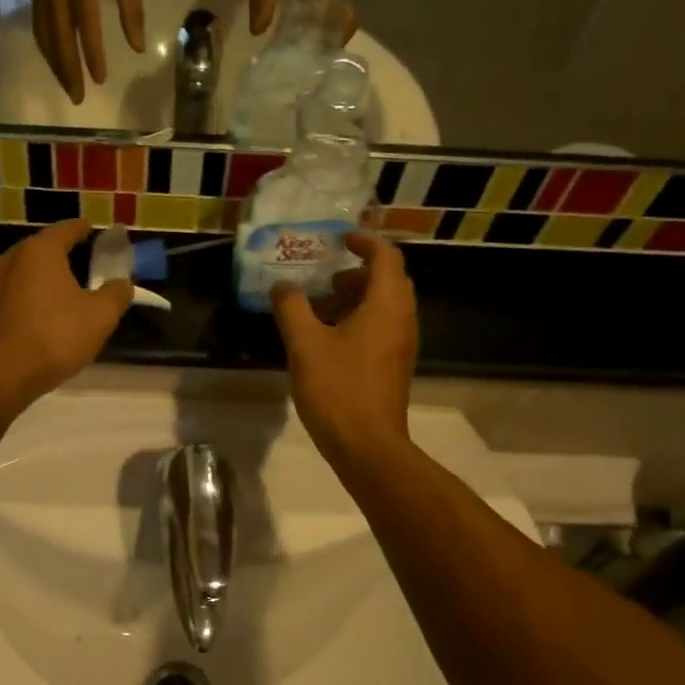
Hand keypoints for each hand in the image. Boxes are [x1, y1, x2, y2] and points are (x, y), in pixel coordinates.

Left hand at [0, 220, 130, 409]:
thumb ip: (116, 294)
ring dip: (42, 281)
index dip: (82, 229)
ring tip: (61, 295)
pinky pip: (11, 299)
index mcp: (40, 252)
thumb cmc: (55, 336)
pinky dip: (27, 303)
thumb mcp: (100, 317)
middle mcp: (10, 260)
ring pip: (23, 275)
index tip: (92, 230)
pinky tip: (39, 321)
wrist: (0, 376)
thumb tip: (122, 284)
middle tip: (81, 264)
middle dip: (61, 255)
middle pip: (40, 250)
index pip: (65, 230)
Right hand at [33, 0, 144, 103]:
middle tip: (78, 98)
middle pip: (60, 37)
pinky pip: (39, 29)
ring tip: (68, 88)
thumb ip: (132, 9)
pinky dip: (47, 51)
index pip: (86, 23)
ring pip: (46, 37)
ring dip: (56, 66)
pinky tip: (55, 66)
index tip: (100, 79)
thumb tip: (137, 47)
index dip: (92, 53)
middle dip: (69, 70)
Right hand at [270, 233, 415, 463]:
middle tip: (327, 277)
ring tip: (321, 308)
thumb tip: (282, 286)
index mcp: (386, 305)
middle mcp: (402, 319)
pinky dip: (360, 320)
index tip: (341, 239)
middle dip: (358, 272)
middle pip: (389, 280)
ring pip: (385, 306)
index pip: (386, 257)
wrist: (368, 446)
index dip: (365, 242)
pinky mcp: (395, 365)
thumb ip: (291, 308)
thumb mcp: (305, 344)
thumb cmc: (338, 388)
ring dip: (357, 298)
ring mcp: (402, 344)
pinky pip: (383, 327)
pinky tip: (329, 339)